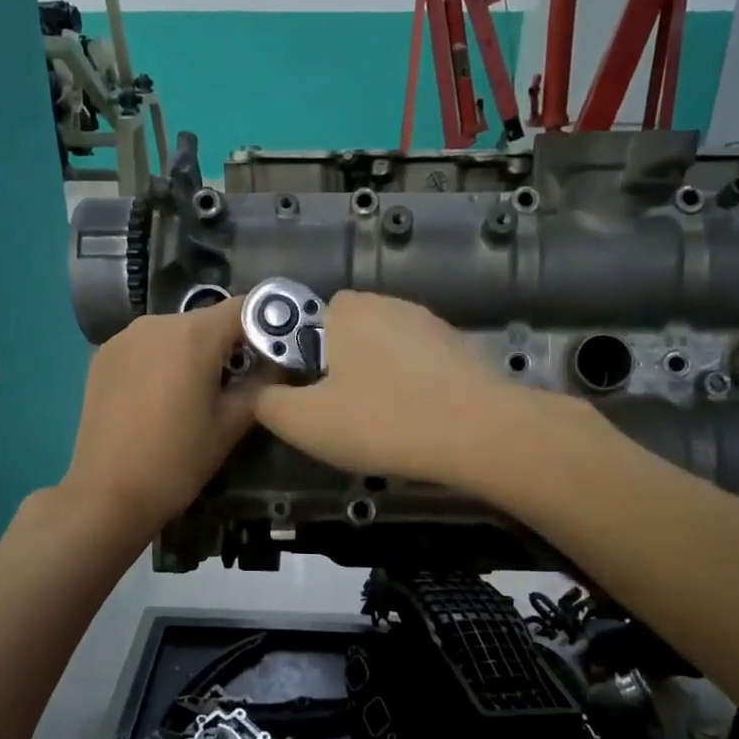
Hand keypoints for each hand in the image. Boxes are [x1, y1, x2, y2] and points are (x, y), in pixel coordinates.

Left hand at [60, 304, 256, 541]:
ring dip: (192, 354)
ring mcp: (123, 337)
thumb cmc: (178, 460)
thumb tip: (279, 364)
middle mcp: (156, 322)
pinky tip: (159, 399)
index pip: (245, 307)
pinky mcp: (102, 356)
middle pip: (207, 321)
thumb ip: (262, 385)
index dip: (266, 327)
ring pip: (174, 333)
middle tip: (235, 386)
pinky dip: (162, 362)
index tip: (273, 357)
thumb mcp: (231, 425)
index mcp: (193, 334)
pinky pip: (146, 347)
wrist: (107, 494)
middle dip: (227, 345)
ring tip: (194, 396)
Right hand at [250, 291, 539, 486]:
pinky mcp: (462, 350)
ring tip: (384, 424)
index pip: (309, 319)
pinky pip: (421, 367)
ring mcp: (431, 325)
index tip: (311, 396)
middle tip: (343, 415)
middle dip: (341, 369)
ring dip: (379, 380)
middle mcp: (389, 305)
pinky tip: (418, 422)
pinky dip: (413, 389)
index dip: (303, 358)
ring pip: (387, 351)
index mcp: (347, 310)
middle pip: (349, 335)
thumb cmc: (380, 421)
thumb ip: (268, 404)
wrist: (477, 433)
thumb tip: (260, 395)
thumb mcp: (303, 422)